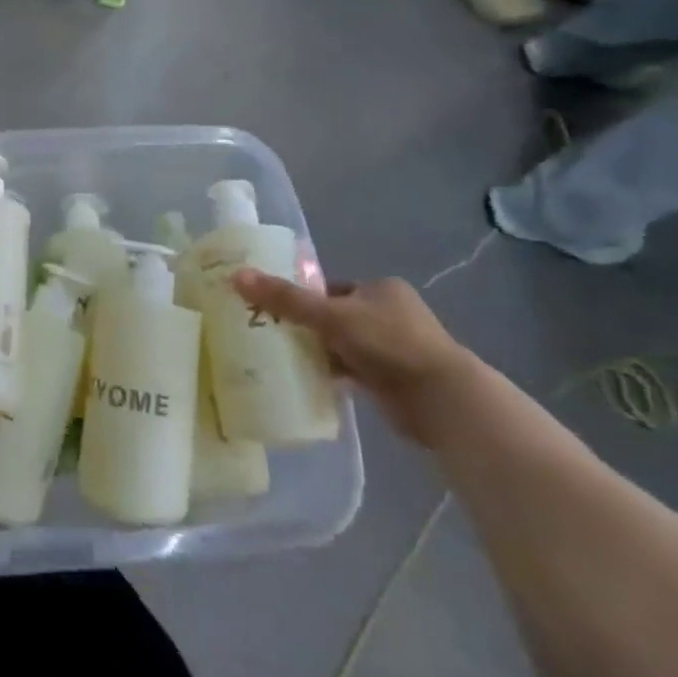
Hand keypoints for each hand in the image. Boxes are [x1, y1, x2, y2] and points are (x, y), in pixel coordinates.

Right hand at [232, 269, 480, 442]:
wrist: (441, 400)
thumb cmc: (388, 343)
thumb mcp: (330, 316)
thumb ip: (284, 298)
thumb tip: (236, 276)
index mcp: (381, 289)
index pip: (329, 288)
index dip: (300, 296)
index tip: (270, 308)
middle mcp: (389, 314)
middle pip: (332, 316)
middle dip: (305, 326)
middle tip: (268, 333)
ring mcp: (393, 348)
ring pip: (340, 345)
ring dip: (317, 351)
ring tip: (278, 357)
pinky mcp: (392, 380)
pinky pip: (350, 371)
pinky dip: (330, 373)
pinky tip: (304, 379)